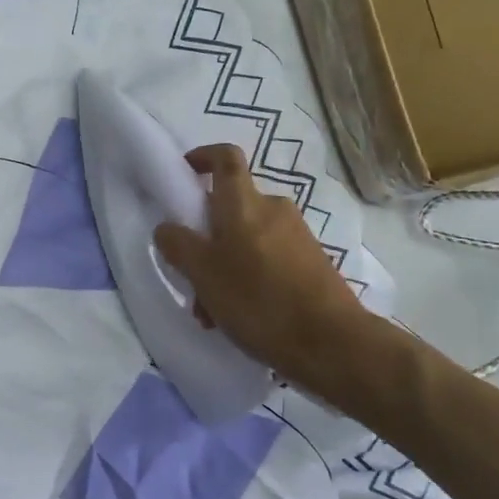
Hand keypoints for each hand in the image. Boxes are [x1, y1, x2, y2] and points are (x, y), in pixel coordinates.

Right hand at [153, 143, 371, 389]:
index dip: (203, 156)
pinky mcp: (311, 261)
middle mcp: (273, 208)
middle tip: (191, 273)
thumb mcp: (204, 274)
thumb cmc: (259, 300)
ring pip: (247, 238)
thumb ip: (179, 246)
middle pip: (231, 206)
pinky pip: (268, 257)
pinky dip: (248, 277)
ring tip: (213, 310)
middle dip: (206, 236)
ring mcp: (297, 235)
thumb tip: (167, 227)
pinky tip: (242, 317)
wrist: (331, 342)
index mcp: (244, 203)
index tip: (184, 171)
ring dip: (225, 265)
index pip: (225, 157)